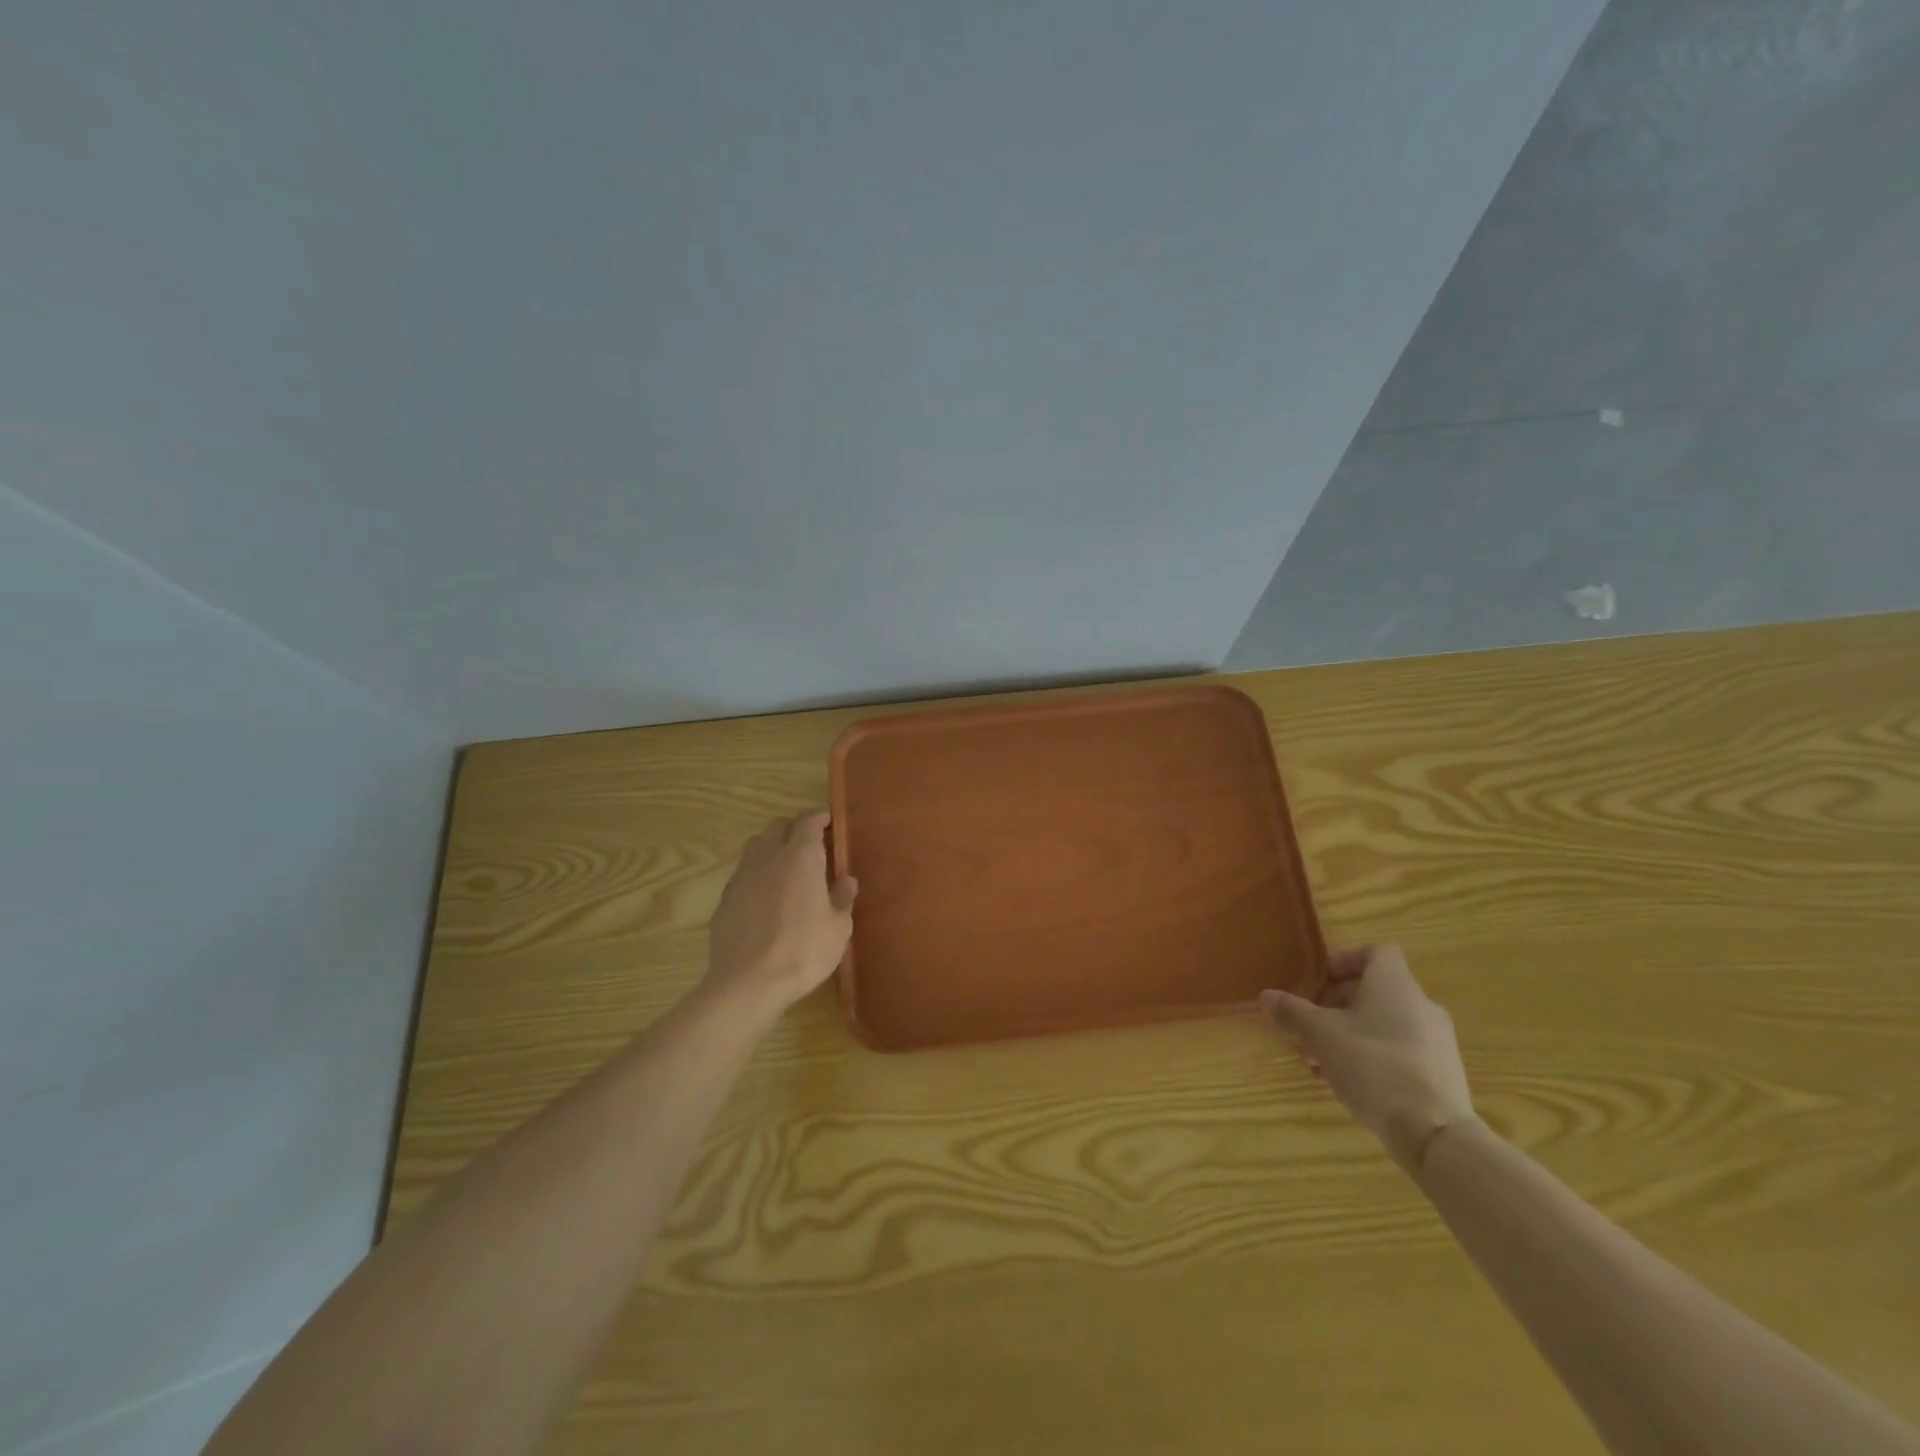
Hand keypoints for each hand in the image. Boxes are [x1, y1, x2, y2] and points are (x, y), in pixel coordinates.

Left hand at [705, 812, 857, 1013]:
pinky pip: (742, 874)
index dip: (818, 818)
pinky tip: (764, 897)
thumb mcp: (839, 928)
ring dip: (771, 846)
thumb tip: (846, 880)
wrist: (748, 983)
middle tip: (810, 844)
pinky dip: (756, 874)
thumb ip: (843, 898)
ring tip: (785, 865)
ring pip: (755, 845)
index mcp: (801, 857)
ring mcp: (742, 877)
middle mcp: (768, 858)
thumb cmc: (803, 951)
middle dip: (794, 828)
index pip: (807, 822)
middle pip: (778, 826)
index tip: (828, 822)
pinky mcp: (724, 900)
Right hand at [1260, 945, 1477, 1173]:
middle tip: (1308, 1025)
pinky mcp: (1441, 1073)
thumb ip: (1292, 1012)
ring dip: (1349, 1034)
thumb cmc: (1372, 1066)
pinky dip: (1371, 1057)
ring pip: (1384, 1024)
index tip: (1319, 981)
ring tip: (1319, 1061)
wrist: (1433, 1133)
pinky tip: (1346, 1083)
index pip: (1376, 952)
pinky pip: (1399, 1051)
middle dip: (1336, 1005)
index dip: (1345, 961)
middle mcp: (1421, 1005)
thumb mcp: (1320, 1036)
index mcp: (1394, 984)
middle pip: (1375, 991)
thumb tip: (1266, 996)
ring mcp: (1436, 1041)